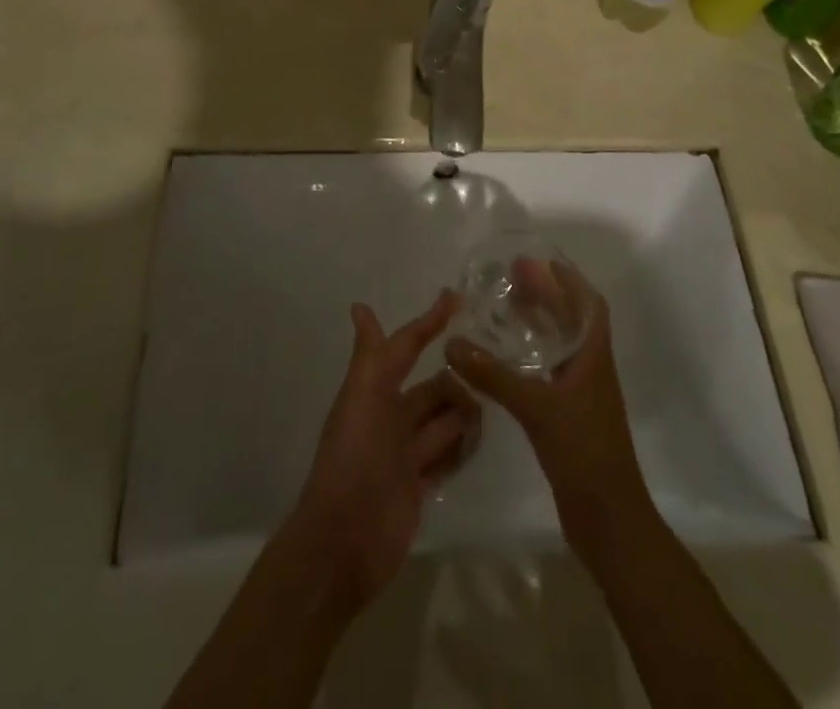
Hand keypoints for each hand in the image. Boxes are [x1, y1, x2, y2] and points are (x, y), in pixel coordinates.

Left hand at [286, 291, 479, 611]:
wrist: (345, 541)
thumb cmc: (353, 456)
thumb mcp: (361, 396)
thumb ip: (371, 354)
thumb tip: (360, 305)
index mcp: (375, 390)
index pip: (407, 346)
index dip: (428, 323)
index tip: (458, 298)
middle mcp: (391, 416)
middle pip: (433, 387)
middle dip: (456, 379)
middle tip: (493, 371)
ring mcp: (405, 454)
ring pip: (443, 421)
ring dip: (464, 413)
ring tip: (495, 407)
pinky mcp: (419, 488)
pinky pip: (447, 458)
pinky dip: (462, 448)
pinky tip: (483, 442)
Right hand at [445, 263, 648, 551]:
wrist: (609, 521)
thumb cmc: (583, 452)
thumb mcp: (536, 407)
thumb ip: (494, 375)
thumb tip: (452, 344)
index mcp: (594, 357)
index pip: (588, 305)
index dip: (568, 279)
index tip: (541, 260)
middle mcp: (590, 369)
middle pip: (571, 320)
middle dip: (546, 295)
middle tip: (513, 276)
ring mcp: (580, 395)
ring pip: (559, 346)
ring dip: (538, 323)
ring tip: (506, 306)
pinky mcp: (568, 417)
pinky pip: (548, 371)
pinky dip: (529, 356)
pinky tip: (504, 358)